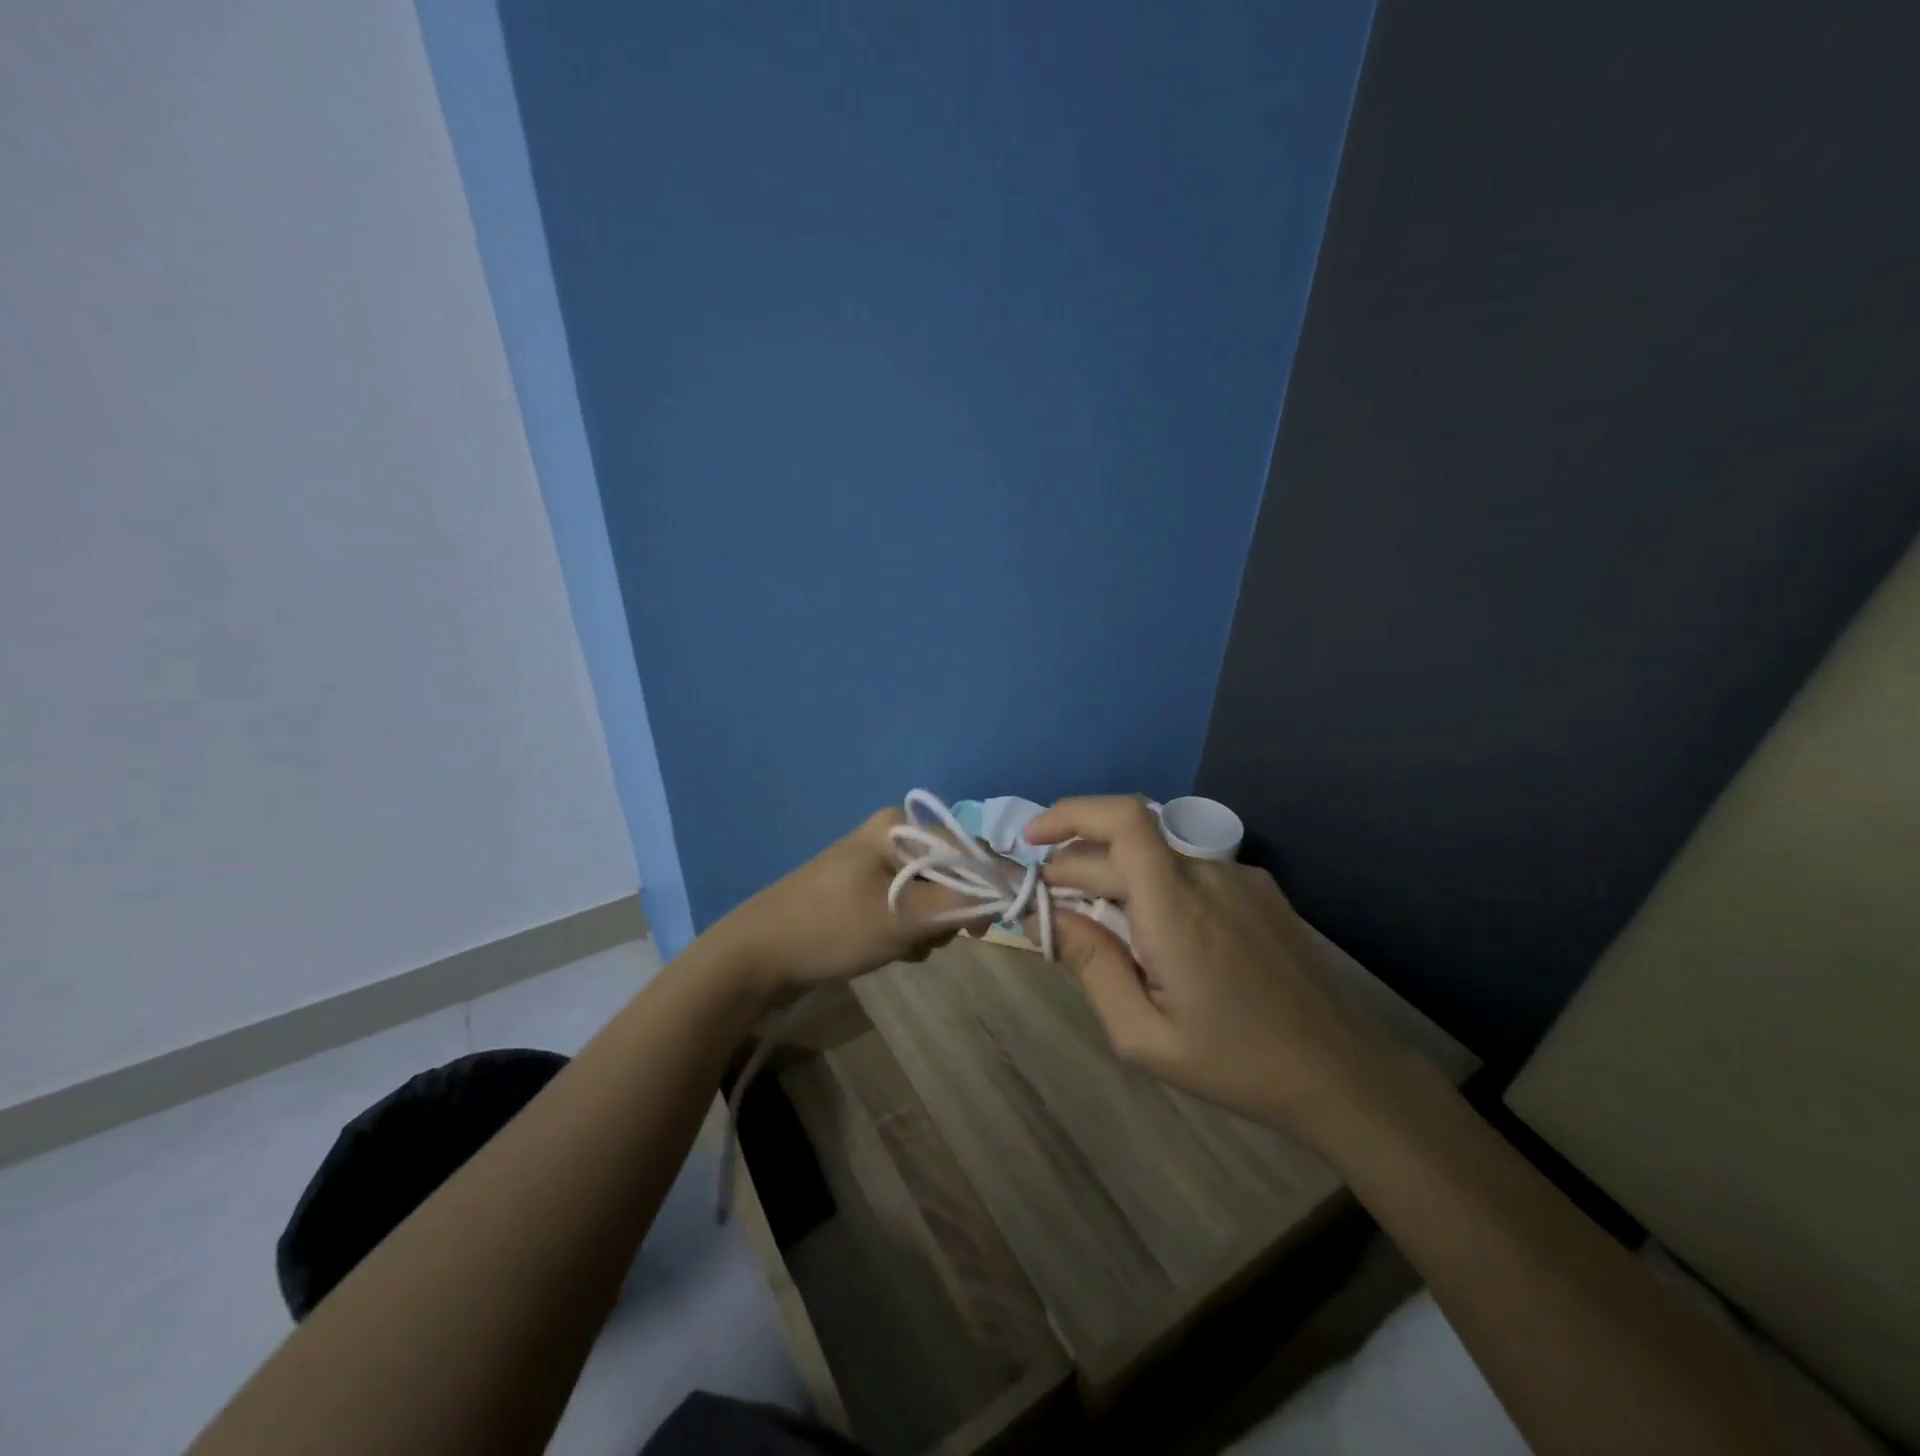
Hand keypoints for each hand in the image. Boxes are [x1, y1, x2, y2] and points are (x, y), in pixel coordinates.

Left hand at [709, 809, 972, 1001]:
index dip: (983, 887)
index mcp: (898, 826)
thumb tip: (1012, 893)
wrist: (757, 955)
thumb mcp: (903, 917)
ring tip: (900, 947)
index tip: (980, 929)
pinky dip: (906, 931)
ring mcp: (874, 865)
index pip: (967, 850)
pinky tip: (889, 950)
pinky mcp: (863, 891)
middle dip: (946, 913)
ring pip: (930, 897)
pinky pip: (906, 908)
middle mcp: (890, 837)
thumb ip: (962, 904)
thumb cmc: (832, 927)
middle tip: (925, 939)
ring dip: (926, 927)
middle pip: (950, 874)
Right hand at [1026, 796, 1401, 1140]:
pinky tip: (1159, 936)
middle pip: (1125, 845)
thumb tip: (1048, 915)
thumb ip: (1090, 966)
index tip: (1032, 842)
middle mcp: (1208, 875)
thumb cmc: (1235, 1062)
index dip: (1070, 814)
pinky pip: (1188, 873)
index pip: (1122, 821)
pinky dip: (1155, 888)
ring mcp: (1239, 877)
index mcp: (1177, 908)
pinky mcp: (1259, 888)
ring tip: (1105, 931)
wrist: (1341, 1072)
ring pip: (1155, 859)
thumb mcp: (1142, 1035)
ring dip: (1116, 880)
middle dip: (1076, 867)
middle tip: (1052, 911)